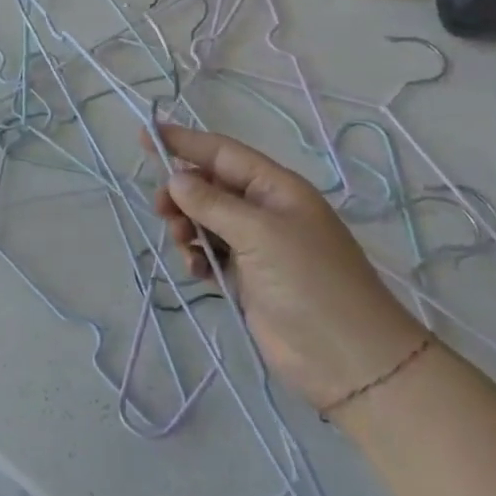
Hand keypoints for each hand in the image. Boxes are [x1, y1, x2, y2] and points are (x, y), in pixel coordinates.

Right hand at [149, 123, 425, 411]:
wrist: (349, 360)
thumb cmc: (309, 282)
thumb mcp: (259, 233)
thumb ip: (213, 203)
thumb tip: (176, 179)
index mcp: (277, 188)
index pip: (223, 153)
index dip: (185, 141)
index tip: (146, 135)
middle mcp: (266, 211)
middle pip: (211, 186)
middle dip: (182, 192)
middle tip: (160, 209)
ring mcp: (257, 246)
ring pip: (206, 221)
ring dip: (187, 227)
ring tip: (183, 244)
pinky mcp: (248, 279)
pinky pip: (211, 254)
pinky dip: (198, 257)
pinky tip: (196, 270)